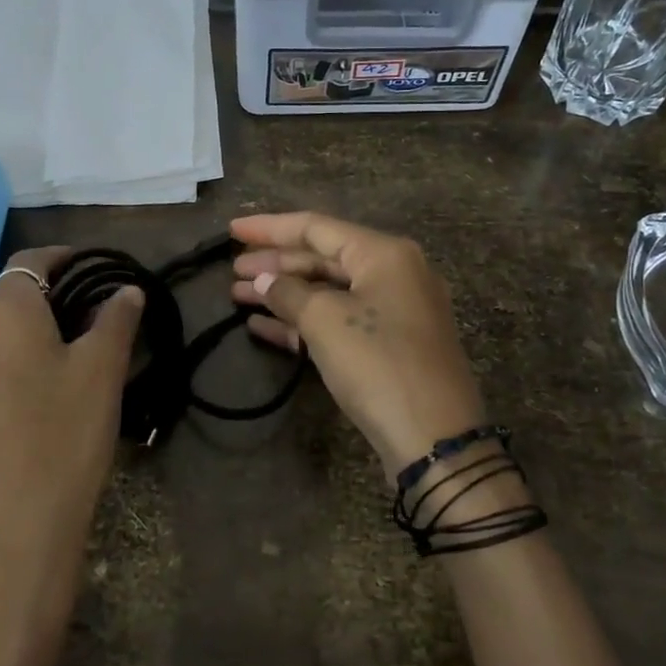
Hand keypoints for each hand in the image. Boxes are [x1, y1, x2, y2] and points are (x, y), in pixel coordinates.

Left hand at [0, 247, 142, 650]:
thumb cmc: (61, 444)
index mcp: (2, 318)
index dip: (62, 258)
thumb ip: (115, 323)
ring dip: (26, 344)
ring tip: (65, 374)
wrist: (1, 549)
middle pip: (8, 304)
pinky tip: (32, 414)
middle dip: (50, 306)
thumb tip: (126, 291)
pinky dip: (6, 378)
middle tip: (92, 330)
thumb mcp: (101, 377)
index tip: (93, 268)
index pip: (28, 262)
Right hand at [231, 212, 486, 476]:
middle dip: (275, 263)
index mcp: (384, 253)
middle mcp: (393, 272)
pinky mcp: (388, 345)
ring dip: (284, 294)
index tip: (231, 230)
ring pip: (328, 291)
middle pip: (322, 257)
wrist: (434, 437)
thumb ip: (288, 293)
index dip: (270, 228)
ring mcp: (393, 310)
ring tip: (238, 295)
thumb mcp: (325, 321)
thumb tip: (263, 280)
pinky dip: (302, 321)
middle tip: (232, 270)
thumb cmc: (377, 363)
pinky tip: (262, 327)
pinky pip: (339, 320)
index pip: (316, 227)